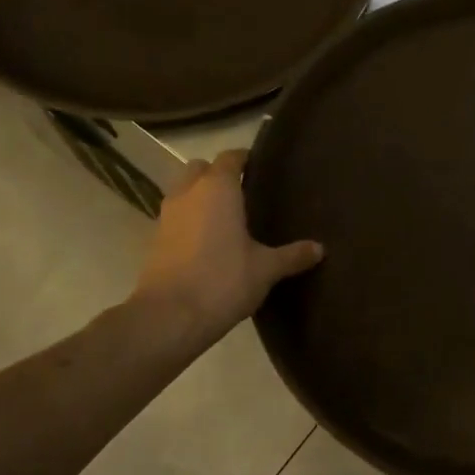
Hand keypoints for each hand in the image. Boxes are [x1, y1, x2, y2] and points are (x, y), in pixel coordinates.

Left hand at [131, 150, 321, 343]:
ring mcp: (167, 216)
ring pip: (184, 191)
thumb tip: (319, 248)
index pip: (231, 157)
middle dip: (218, 174)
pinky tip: (210, 241)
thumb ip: (292, 255)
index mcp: (218, 188)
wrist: (169, 317)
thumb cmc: (223, 280)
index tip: (263, 168)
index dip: (246, 159)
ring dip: (200, 196)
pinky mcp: (155, 240)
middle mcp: (189, 193)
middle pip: (200, 168)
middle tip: (243, 192)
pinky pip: (176, 216)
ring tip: (227, 217)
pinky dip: (190, 220)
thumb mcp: (266, 269)